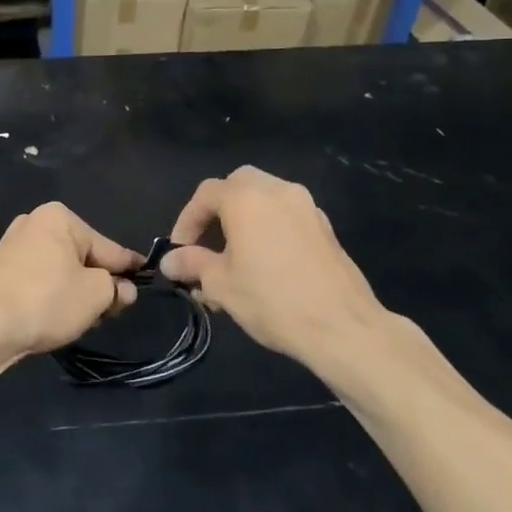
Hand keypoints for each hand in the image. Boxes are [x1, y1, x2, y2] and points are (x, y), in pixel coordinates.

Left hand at [0, 203, 145, 356]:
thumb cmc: (48, 300)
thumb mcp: (96, 295)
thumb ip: (116, 288)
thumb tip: (124, 289)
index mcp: (59, 217)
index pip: (107, 247)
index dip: (128, 267)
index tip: (144, 274)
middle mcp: (34, 223)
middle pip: (83, 257)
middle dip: (99, 283)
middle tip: (111, 311)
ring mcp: (13, 246)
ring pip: (61, 270)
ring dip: (77, 292)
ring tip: (85, 319)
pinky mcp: (0, 270)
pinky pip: (40, 279)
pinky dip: (53, 294)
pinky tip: (58, 317)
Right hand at [160, 167, 391, 367]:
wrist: (342, 326)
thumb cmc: (271, 299)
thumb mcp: (221, 284)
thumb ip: (192, 264)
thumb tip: (169, 261)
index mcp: (247, 198)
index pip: (205, 194)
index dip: (186, 221)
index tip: (179, 252)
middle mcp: (278, 191)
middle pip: (238, 185)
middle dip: (217, 210)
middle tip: (206, 243)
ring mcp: (306, 207)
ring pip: (265, 198)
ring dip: (244, 219)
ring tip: (233, 258)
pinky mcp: (325, 228)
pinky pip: (286, 216)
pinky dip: (268, 228)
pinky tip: (264, 264)